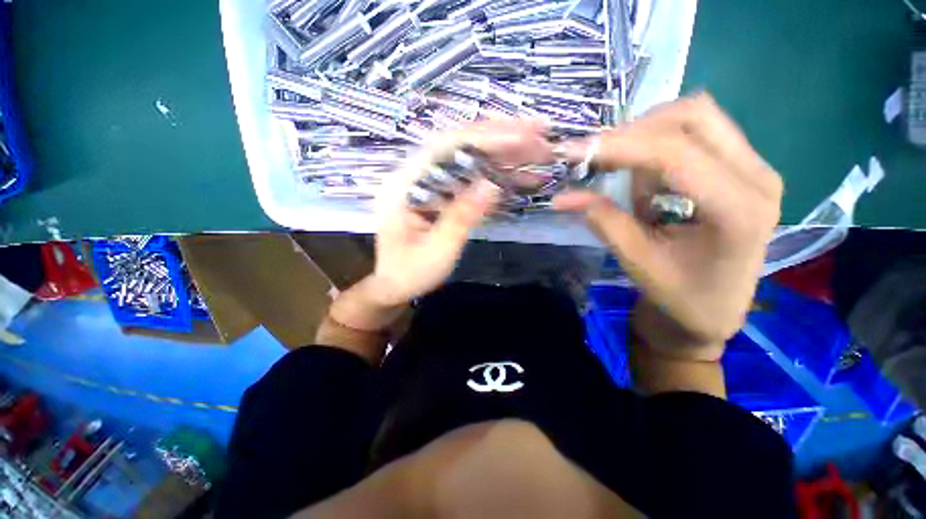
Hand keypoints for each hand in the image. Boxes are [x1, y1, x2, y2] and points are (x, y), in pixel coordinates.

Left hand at [369, 120, 553, 306]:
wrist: (392, 286)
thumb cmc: (409, 273)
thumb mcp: (437, 251)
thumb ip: (462, 217)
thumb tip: (493, 185)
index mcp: (403, 184)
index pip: (445, 147)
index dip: (485, 138)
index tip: (524, 136)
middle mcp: (413, 174)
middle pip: (458, 144)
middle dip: (501, 137)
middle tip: (540, 134)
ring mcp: (427, 182)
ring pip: (466, 158)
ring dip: (502, 153)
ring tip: (537, 151)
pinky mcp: (438, 194)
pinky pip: (467, 177)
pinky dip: (494, 175)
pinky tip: (518, 176)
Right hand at [554, 94, 782, 360]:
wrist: (714, 310)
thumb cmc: (680, 296)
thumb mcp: (636, 260)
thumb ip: (602, 220)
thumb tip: (562, 197)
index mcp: (738, 210)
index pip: (675, 153)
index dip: (619, 146)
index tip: (575, 151)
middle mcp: (758, 177)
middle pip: (693, 116)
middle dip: (635, 131)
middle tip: (598, 157)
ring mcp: (755, 168)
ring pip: (695, 118)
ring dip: (647, 140)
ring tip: (626, 182)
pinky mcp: (743, 168)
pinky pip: (697, 134)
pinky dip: (659, 149)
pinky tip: (648, 185)